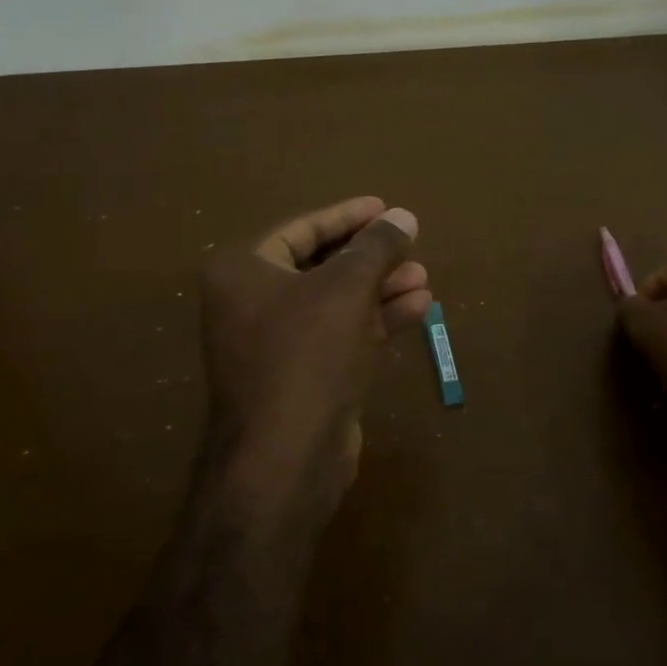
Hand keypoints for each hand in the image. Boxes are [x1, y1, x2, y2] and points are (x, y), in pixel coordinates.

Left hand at [199, 196, 430, 517]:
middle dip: (369, 257)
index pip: (301, 229)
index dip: (347, 216)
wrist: (286, 457)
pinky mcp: (301, 376)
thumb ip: (376, 247)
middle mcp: (251, 303)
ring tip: (423, 276)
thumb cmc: (308, 356)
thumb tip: (403, 216)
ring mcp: (276, 344)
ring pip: (335, 302)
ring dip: (379, 288)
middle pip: (320, 265)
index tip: (384, 207)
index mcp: (243, 272)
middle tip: (410, 244)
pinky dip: (375, 320)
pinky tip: (418, 308)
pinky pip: (341, 334)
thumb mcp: (347, 289)